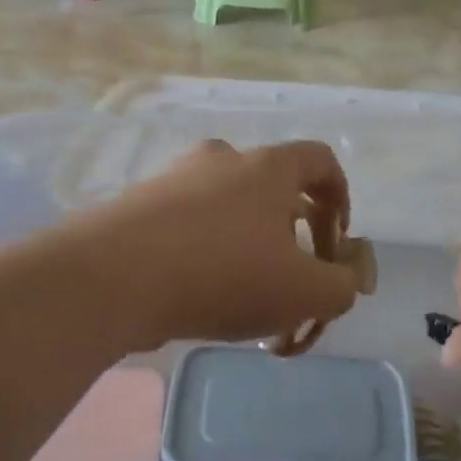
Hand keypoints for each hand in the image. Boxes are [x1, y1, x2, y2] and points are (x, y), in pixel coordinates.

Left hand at [64, 139, 360, 350]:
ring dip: (246, 249)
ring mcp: (173, 182)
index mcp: (267, 168)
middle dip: (291, 234)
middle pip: (271, 188)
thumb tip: (347, 279)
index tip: (337, 242)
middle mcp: (220, 162)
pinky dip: (204, 257)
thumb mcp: (303, 292)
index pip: (320, 161)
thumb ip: (342, 287)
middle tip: (290, 278)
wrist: (112, 278)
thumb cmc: (223, 274)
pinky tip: (200, 299)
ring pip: (226, 211)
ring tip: (244, 300)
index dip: (341, 199)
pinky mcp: (137, 209)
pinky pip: (187, 229)